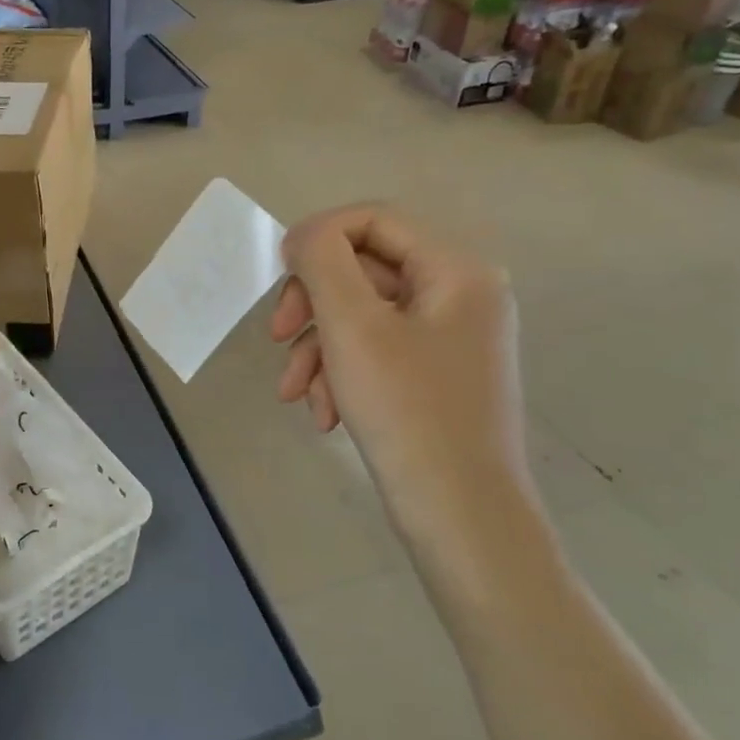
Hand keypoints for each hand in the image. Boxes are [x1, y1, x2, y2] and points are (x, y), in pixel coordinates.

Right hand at [271, 205, 541, 566]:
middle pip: (364, 269)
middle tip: (278, 336)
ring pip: (362, 315)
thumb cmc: (408, 413)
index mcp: (457, 270)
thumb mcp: (353, 326)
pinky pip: (375, 351)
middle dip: (313, 304)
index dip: (318, 236)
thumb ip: (322, 262)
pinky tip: (324, 413)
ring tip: (295, 392)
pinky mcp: (434, 374)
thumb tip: (304, 235)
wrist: (461, 520)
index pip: (374, 219)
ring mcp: (449, 337)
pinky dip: (341, 373)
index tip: (278, 274)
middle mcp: (460, 294)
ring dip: (319, 347)